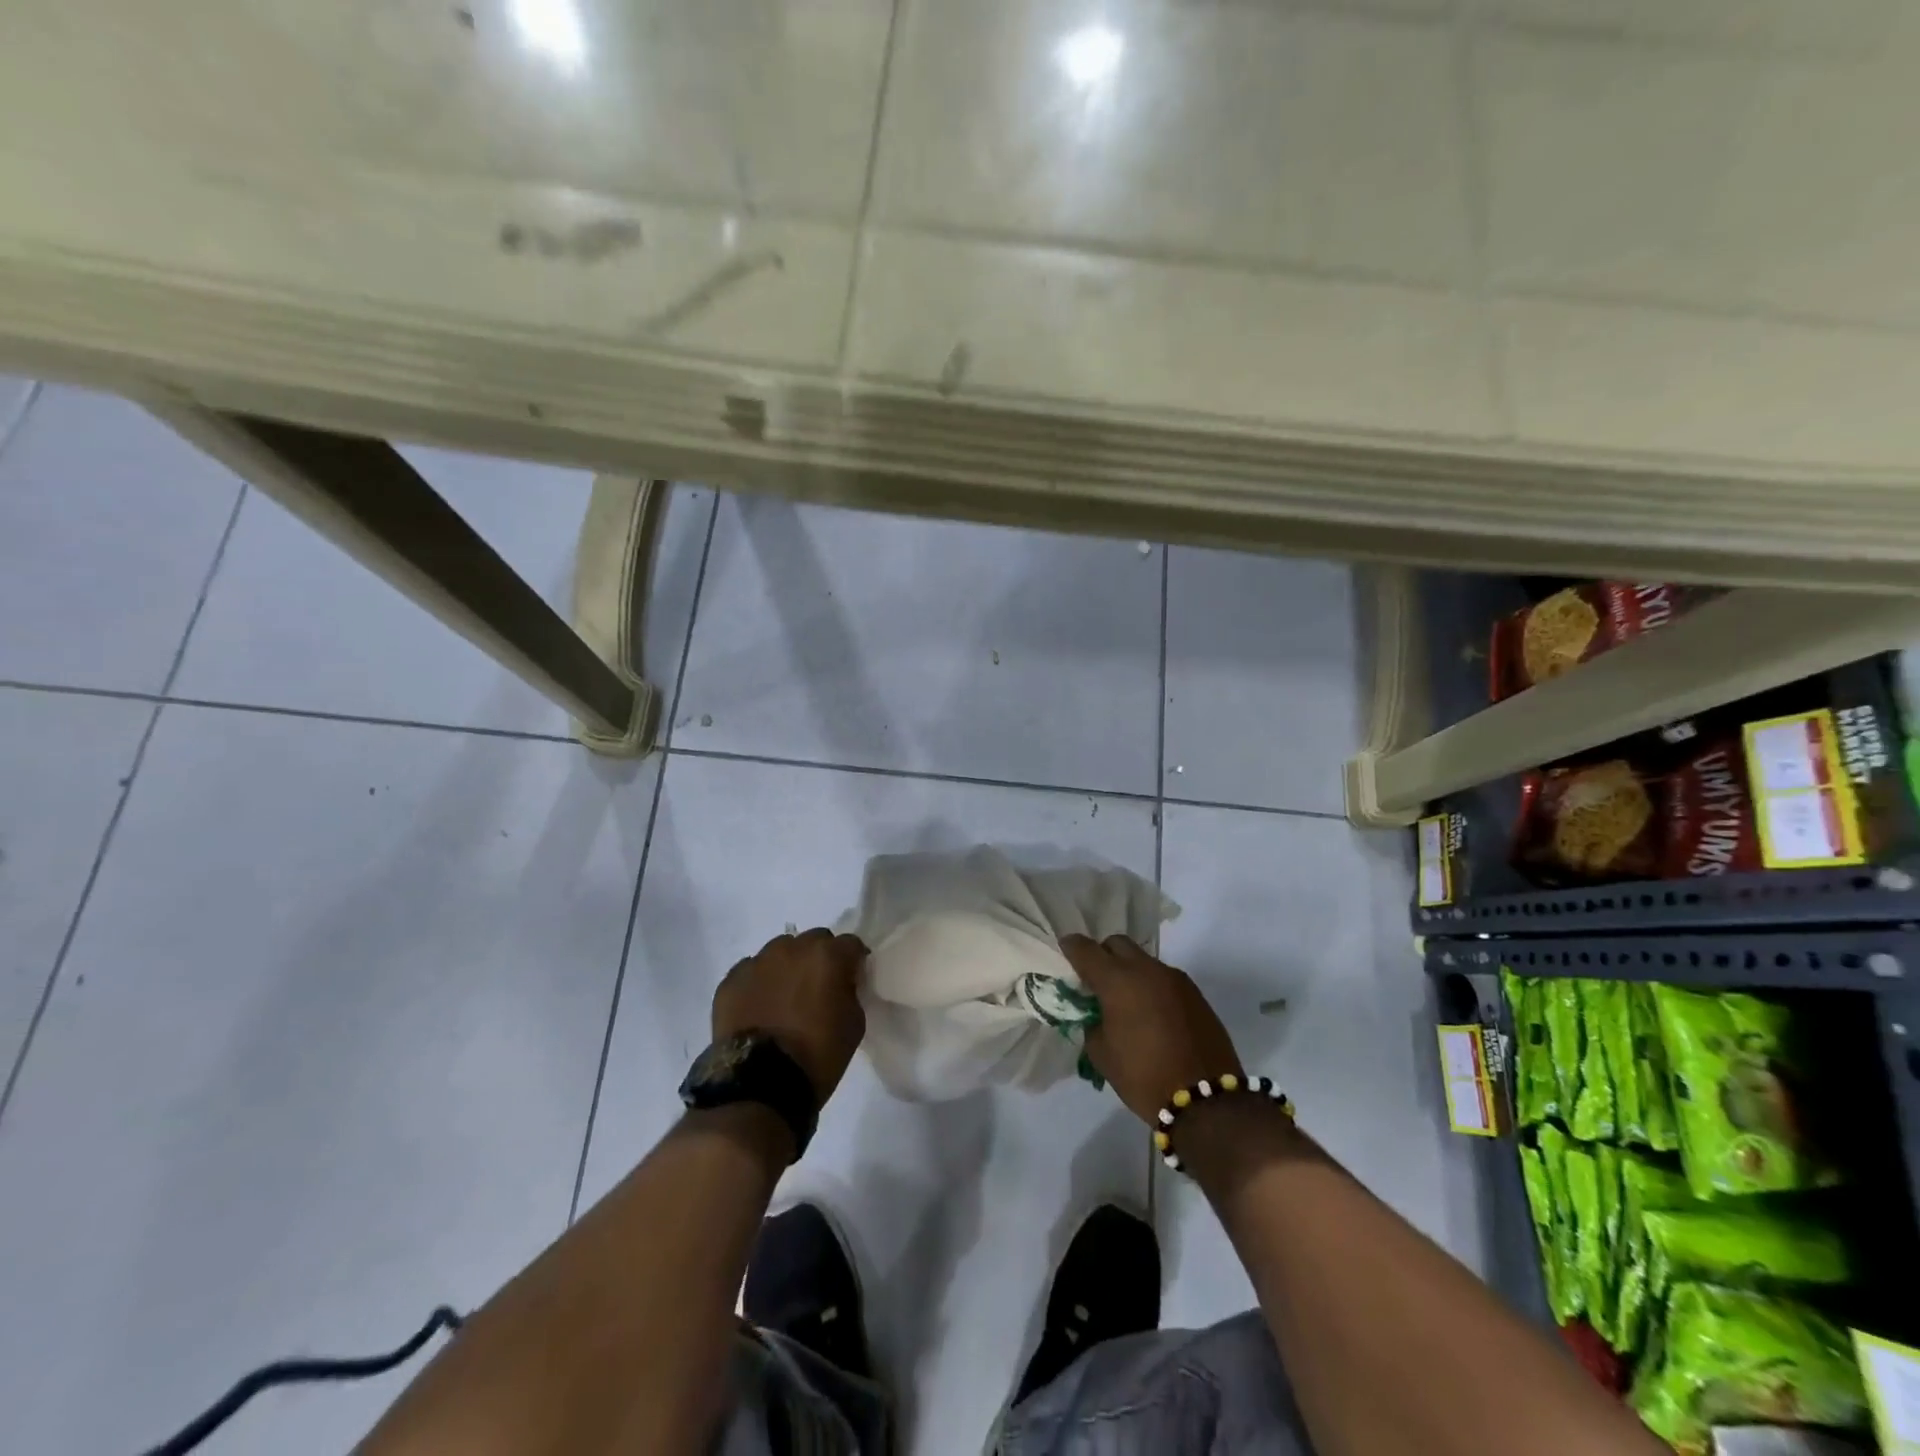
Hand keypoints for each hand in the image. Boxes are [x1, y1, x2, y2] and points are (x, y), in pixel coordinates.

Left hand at [713, 928, 868, 1104]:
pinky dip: (759, 983)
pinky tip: (760, 1008)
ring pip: (780, 951)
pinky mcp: (731, 980)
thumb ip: (850, 991)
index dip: (853, 962)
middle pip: (814, 941)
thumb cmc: (818, 1055)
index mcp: (827, 956)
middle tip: (818, 989)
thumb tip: (841, 983)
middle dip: (820, 959)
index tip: (851, 980)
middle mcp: (792, 948)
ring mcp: (758, 962)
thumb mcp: (854, 1023)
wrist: (759, 1087)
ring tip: (785, 998)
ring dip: (788, 967)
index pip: (850, 944)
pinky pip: (752, 971)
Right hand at [1061, 934, 1243, 1124]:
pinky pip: (1164, 978)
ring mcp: (1174, 978)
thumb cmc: (1143, 1077)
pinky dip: (1151, 987)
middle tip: (1096, 981)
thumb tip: (1095, 1012)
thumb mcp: (1102, 1054)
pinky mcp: (1194, 993)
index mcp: (1117, 981)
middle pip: (1117, 944)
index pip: (1085, 949)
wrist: (1205, 1101)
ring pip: (1143, 960)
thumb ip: (1091, 1023)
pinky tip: (1152, 1014)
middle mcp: (1146, 970)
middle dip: (1103, 955)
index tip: (1065, 953)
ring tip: (1126, 1002)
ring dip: (1130, 972)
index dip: (1071, 948)